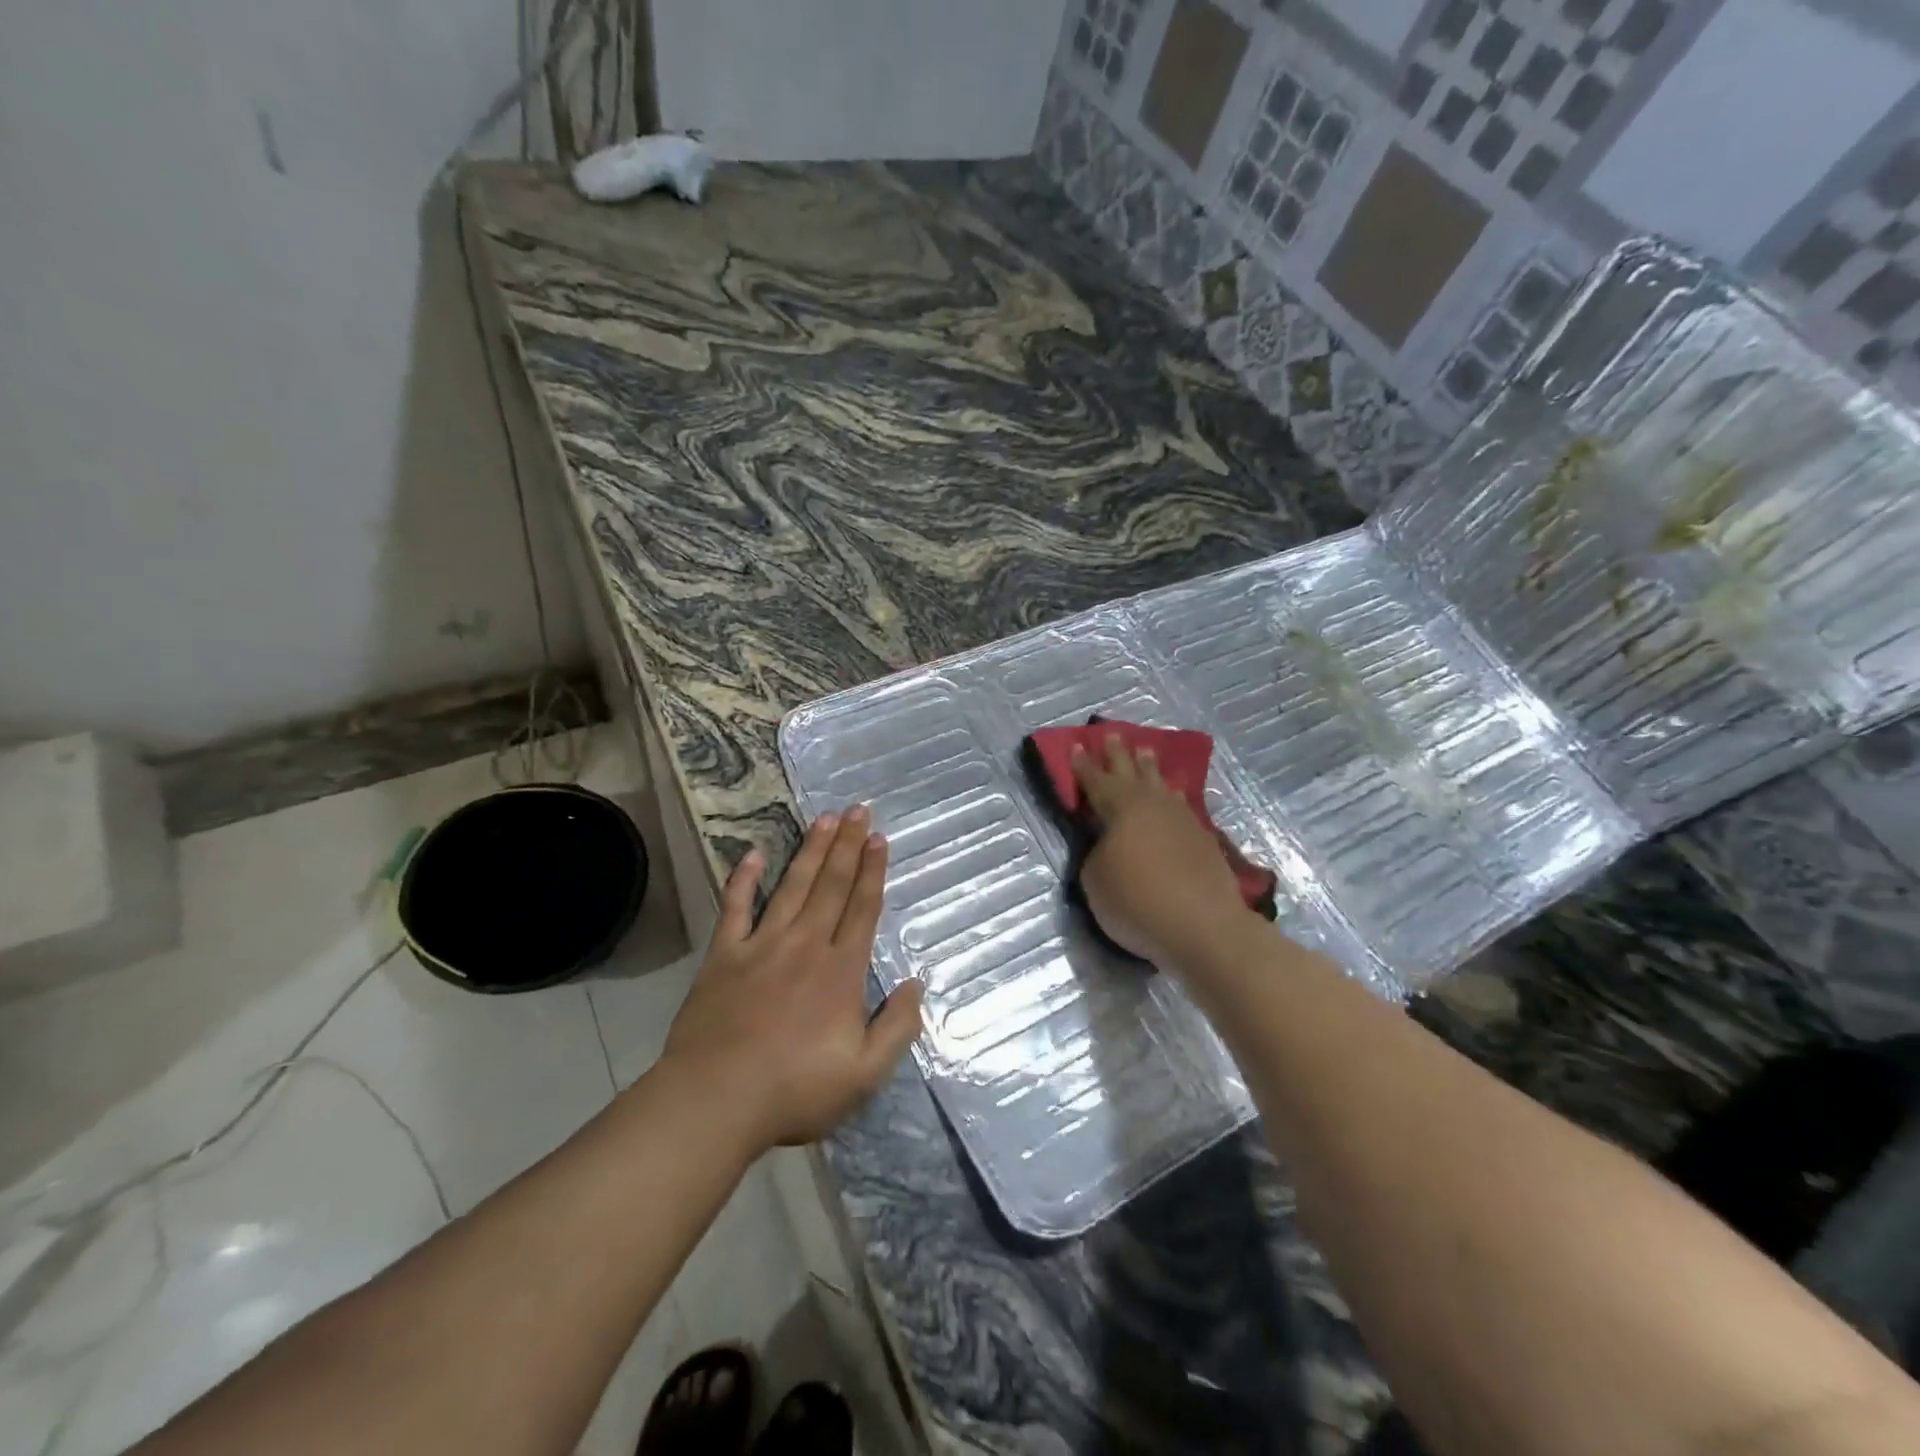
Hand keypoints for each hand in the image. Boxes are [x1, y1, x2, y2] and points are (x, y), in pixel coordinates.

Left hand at [660, 806, 923, 1150]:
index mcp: (840, 971)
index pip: (862, 909)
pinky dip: (743, 880)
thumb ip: (897, 1028)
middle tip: (857, 809)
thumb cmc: (794, 1090)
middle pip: (832, 886)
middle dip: (847, 846)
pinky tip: (752, 854)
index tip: (879, 838)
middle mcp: (805, 946)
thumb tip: (916, 984)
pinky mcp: (724, 956)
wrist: (715, 1101)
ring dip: (810, 851)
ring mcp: (762, 946)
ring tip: (824, 819)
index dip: (873, 872)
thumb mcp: (864, 1074)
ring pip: (793, 887)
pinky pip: (735, 908)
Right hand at [1072, 734, 1251, 968]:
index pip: (1096, 781)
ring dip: (1150, 768)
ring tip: (1146, 752)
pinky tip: (1174, 795)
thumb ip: (1096, 854)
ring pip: (1161, 784)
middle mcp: (1152, 805)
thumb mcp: (1095, 880)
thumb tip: (1108, 845)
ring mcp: (1182, 820)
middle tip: (1113, 734)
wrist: (1203, 926)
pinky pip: (1181, 805)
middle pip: (1132, 772)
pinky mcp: (1203, 839)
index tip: (1078, 745)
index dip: (1084, 765)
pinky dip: (1172, 795)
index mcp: (1120, 809)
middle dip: (1119, 754)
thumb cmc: (1137, 902)